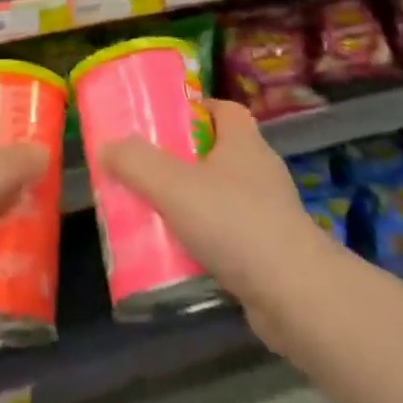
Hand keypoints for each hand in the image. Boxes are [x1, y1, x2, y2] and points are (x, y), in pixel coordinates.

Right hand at [100, 100, 336, 353]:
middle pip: (218, 152)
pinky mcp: (271, 250)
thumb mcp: (174, 186)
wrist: (294, 293)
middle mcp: (260, 170)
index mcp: (244, 141)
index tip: (164, 122)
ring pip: (223, 197)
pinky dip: (208, 242)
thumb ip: (137, 163)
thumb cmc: (234, 223)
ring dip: (193, 205)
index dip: (195, 109)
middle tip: (147, 172)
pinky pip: (231, 235)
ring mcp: (269, 211)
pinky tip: (181, 258)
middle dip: (184, 161)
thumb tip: (108, 146)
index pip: (223, 109)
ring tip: (156, 217)